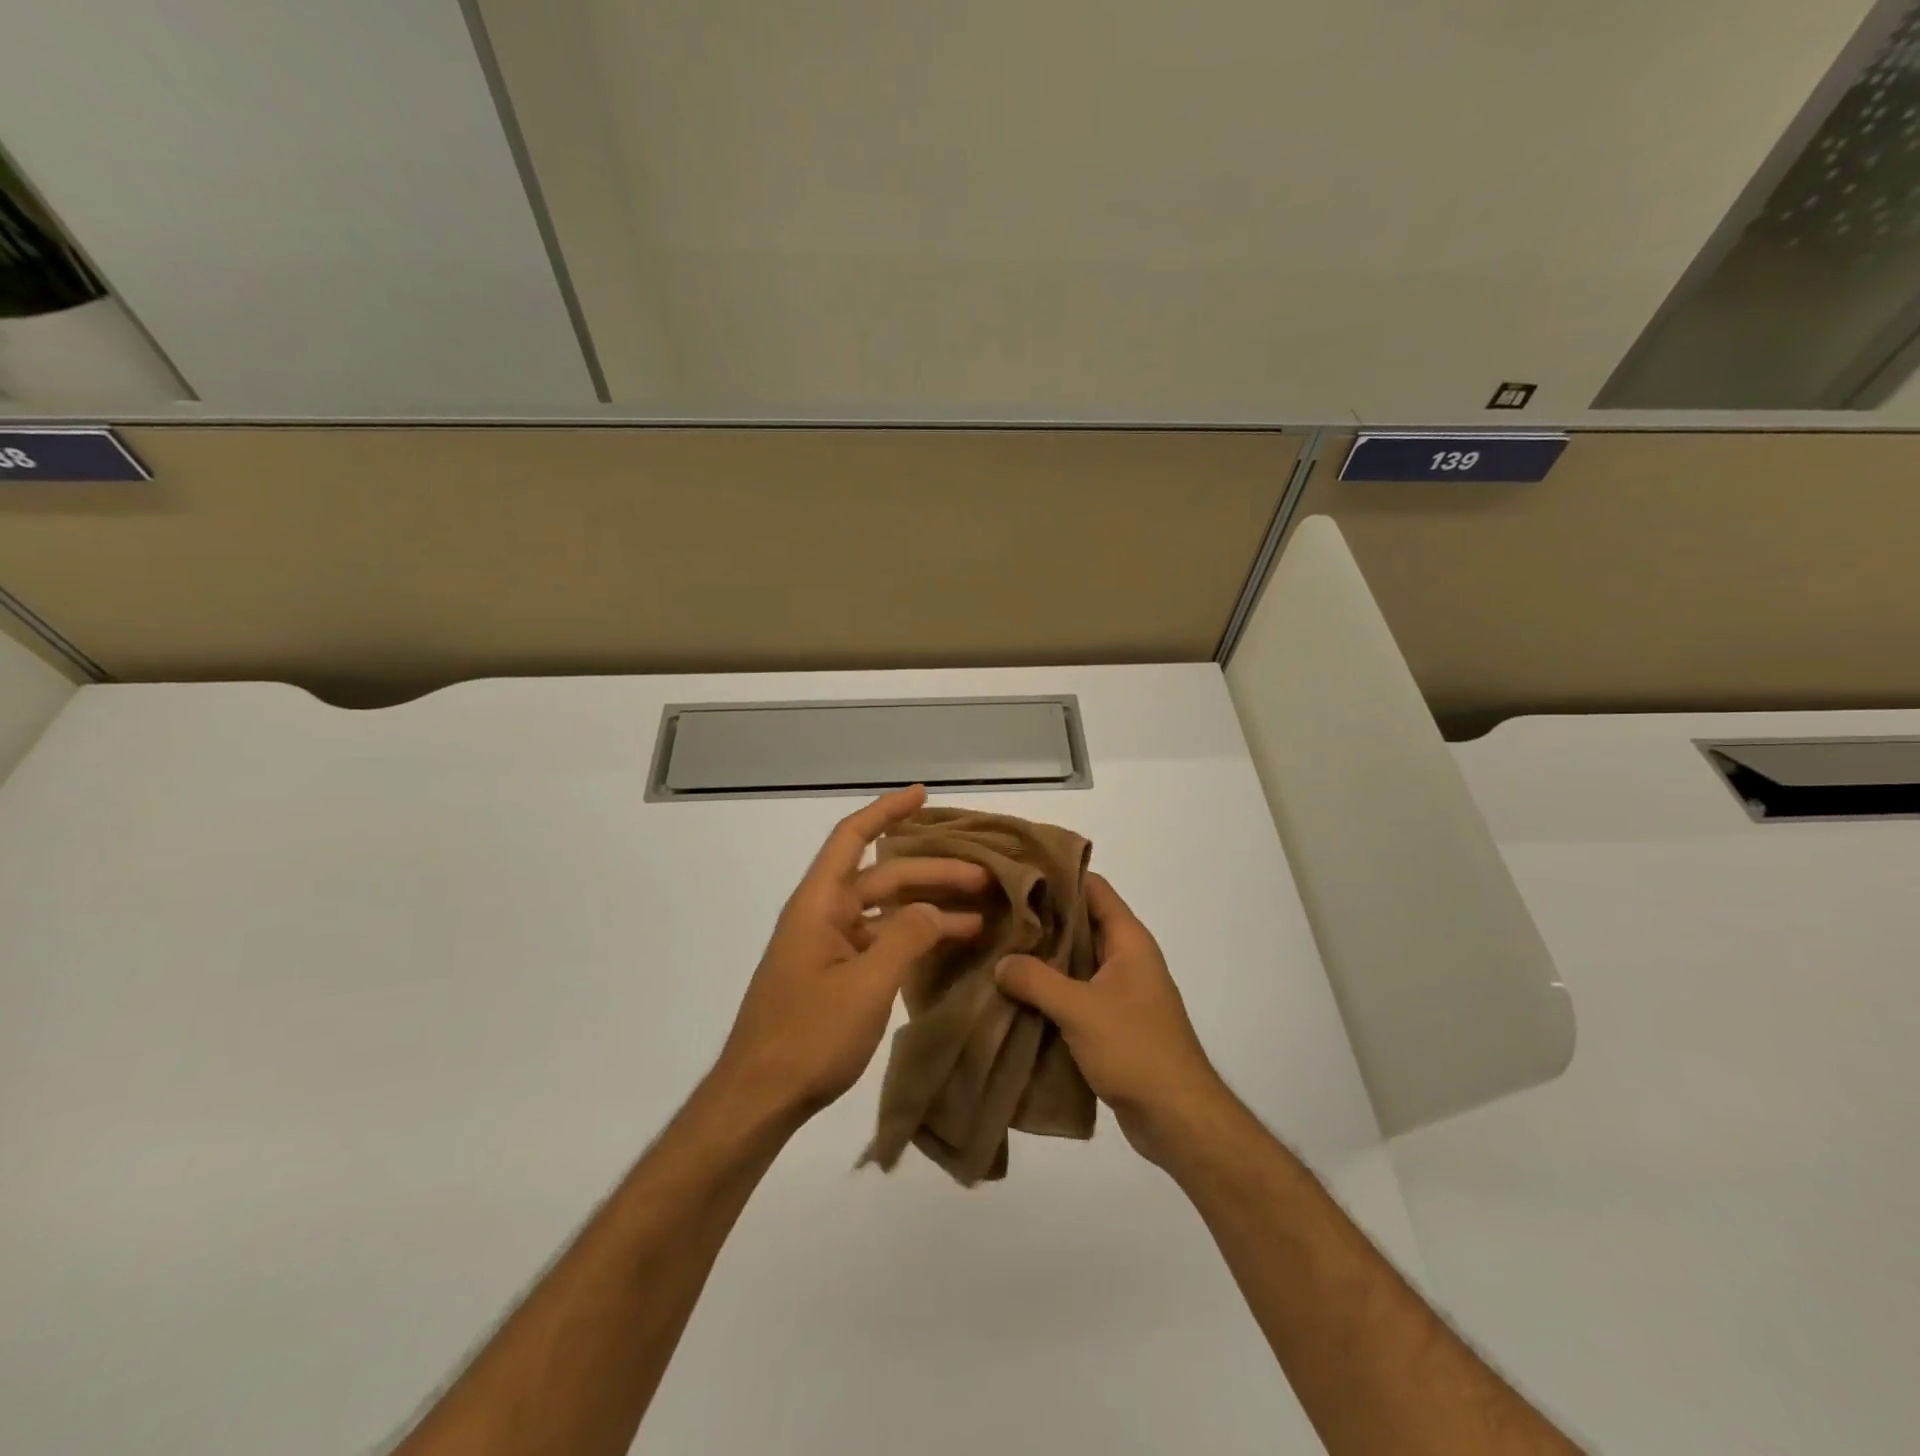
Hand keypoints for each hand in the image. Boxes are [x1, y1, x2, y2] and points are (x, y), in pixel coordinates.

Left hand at [713, 786, 985, 1126]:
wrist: (759, 1098)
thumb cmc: (808, 1035)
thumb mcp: (866, 984)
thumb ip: (907, 938)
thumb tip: (936, 912)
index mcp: (819, 903)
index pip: (852, 838)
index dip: (886, 811)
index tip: (923, 796)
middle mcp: (823, 915)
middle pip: (883, 877)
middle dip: (933, 872)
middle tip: (985, 877)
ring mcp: (829, 947)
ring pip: (886, 912)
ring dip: (929, 908)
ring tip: (981, 912)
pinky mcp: (835, 976)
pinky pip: (881, 942)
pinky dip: (913, 940)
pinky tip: (947, 948)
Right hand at [994, 874, 1227, 1166]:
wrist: (1177, 1117)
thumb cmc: (1135, 1049)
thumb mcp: (1079, 1009)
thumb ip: (1036, 980)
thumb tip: (1001, 963)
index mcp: (1129, 940)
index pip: (1093, 888)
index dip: (1058, 874)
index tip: (1017, 869)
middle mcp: (1127, 958)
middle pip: (1081, 923)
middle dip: (1041, 918)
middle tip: (995, 910)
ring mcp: (1121, 991)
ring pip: (1075, 960)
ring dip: (1042, 957)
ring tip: (997, 948)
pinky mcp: (1113, 1022)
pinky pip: (1076, 993)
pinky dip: (1049, 990)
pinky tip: (1015, 993)